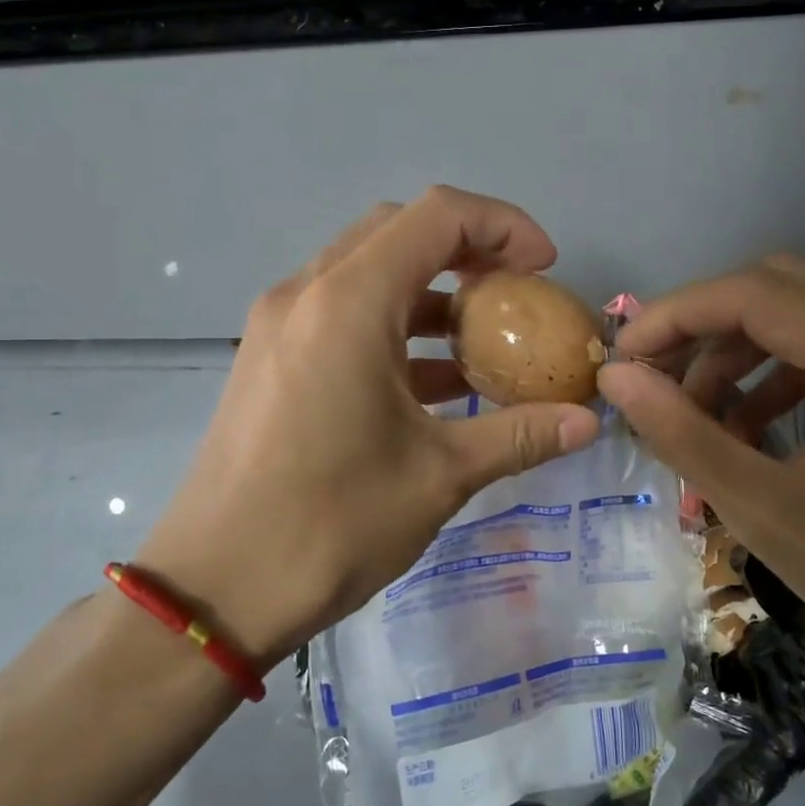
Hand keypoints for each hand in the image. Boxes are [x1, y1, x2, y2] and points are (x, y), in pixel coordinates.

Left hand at [133, 188, 601, 668]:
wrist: (215, 590)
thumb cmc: (332, 523)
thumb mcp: (440, 476)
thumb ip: (521, 435)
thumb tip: (589, 422)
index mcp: (349, 302)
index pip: (438, 215)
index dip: (504, 227)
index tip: (545, 270)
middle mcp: (307, 293)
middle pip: (399, 231)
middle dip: (467, 251)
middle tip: (514, 297)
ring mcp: (280, 325)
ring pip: (367, 273)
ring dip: (430, 293)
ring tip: (482, 343)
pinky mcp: (269, 359)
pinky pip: (341, 316)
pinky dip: (393, 328)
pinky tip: (433, 384)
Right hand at [596, 254, 804, 675]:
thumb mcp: (762, 512)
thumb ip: (682, 434)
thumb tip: (615, 377)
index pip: (760, 295)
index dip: (679, 315)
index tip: (625, 354)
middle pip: (781, 286)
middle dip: (704, 326)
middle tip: (655, 375)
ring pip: (803, 307)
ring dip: (738, 350)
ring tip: (698, 411)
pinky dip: (776, 369)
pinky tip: (749, 422)